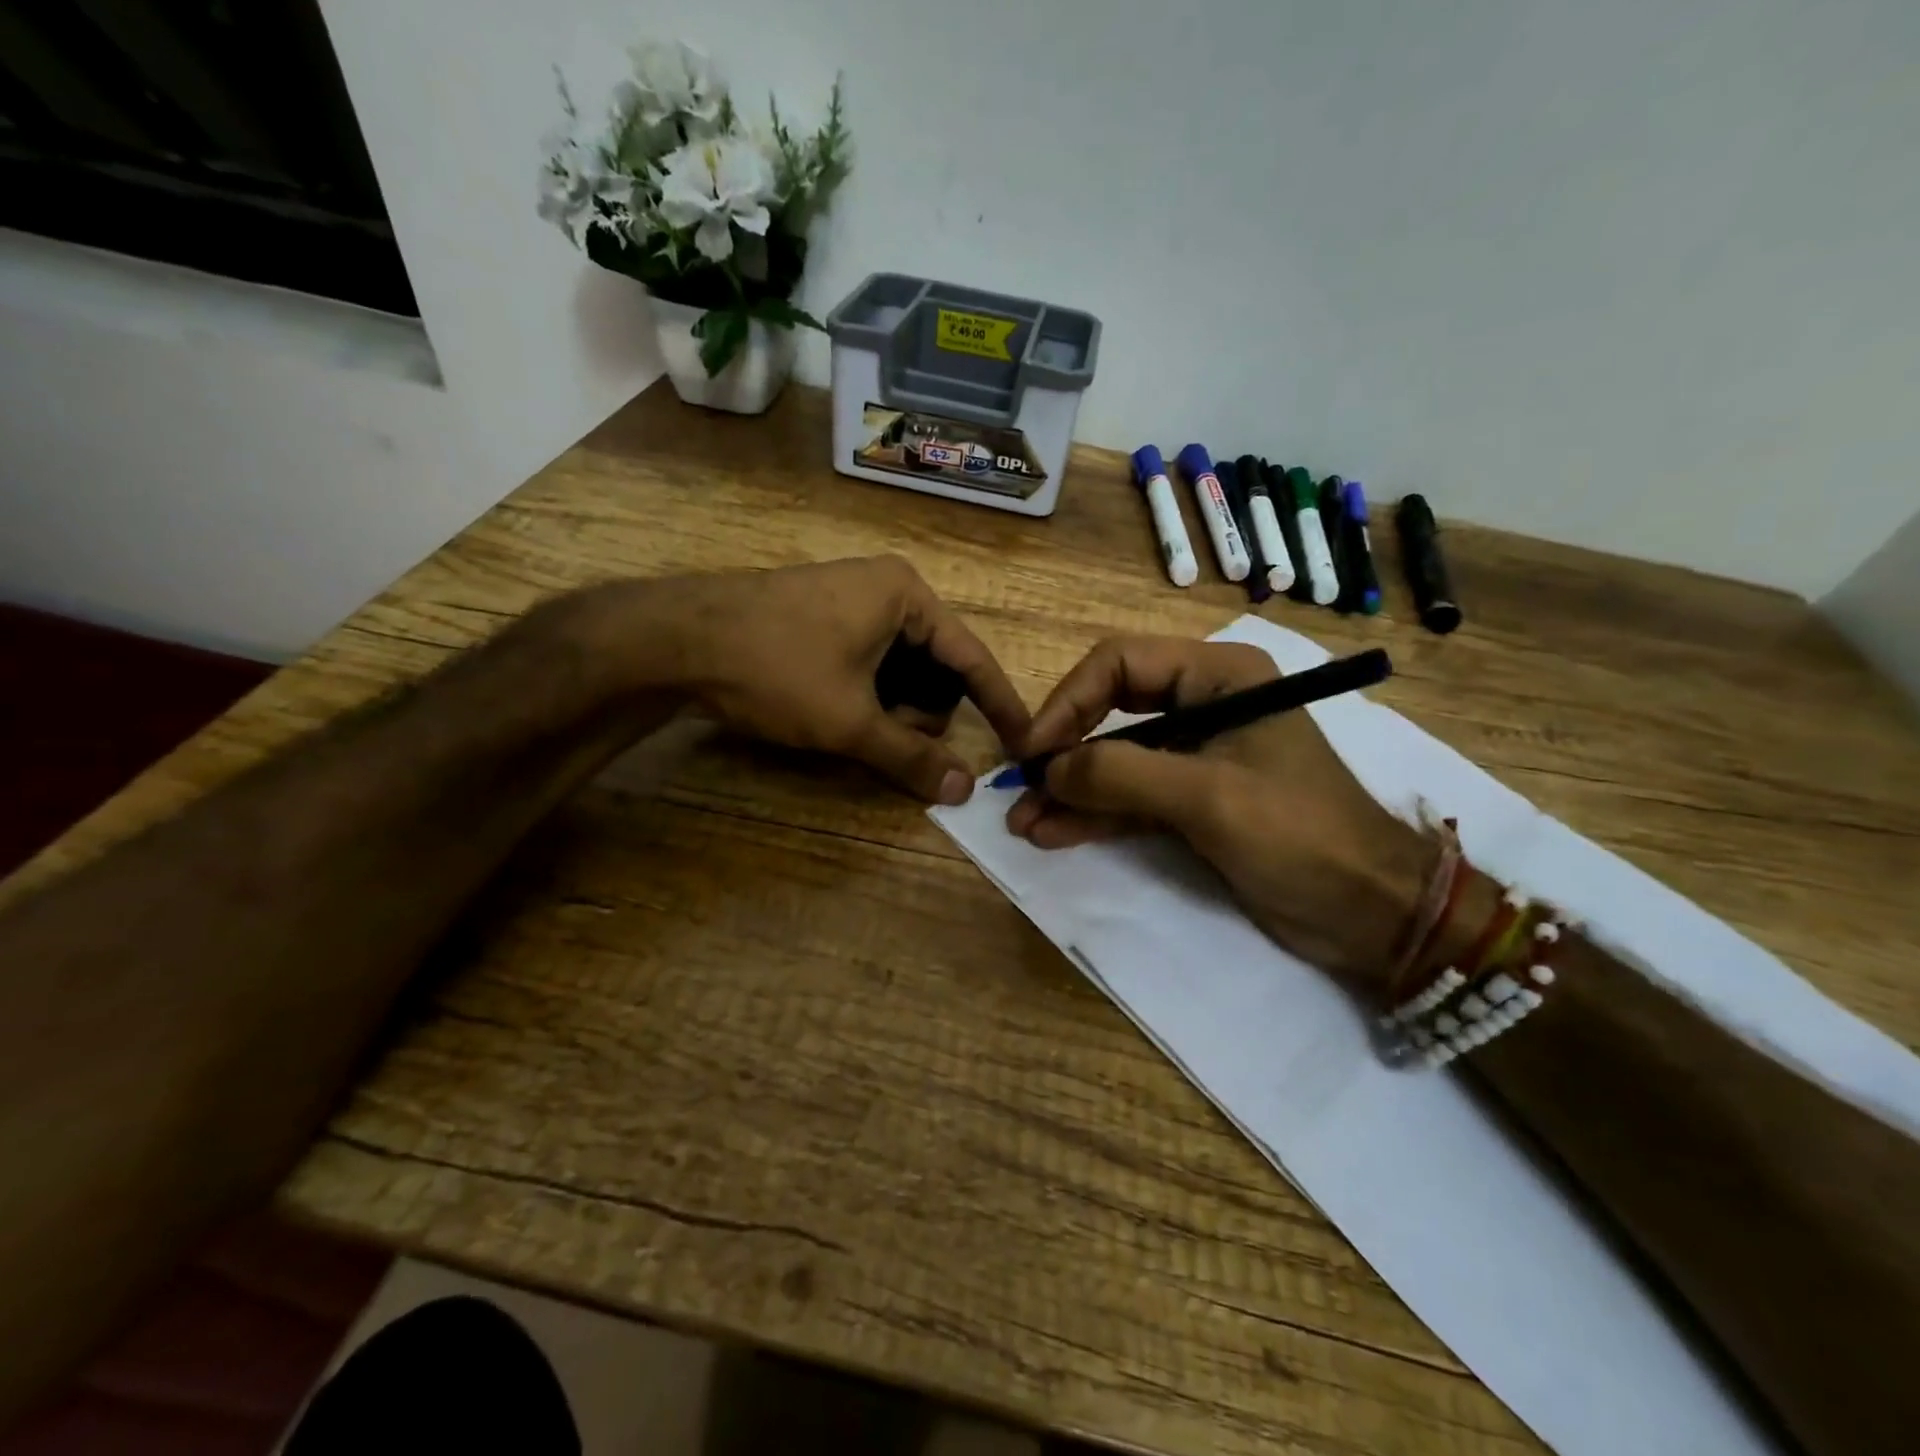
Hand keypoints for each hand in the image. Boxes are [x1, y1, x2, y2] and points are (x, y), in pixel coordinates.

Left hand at [588, 556, 1029, 804]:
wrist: (675, 639)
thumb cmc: (777, 669)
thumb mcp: (850, 720)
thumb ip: (910, 758)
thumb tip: (963, 792)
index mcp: (908, 596)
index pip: (973, 658)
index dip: (999, 705)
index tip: (1023, 743)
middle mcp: (887, 588)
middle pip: (936, 666)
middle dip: (922, 712)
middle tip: (887, 739)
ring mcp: (852, 599)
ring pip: (901, 668)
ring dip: (892, 708)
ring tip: (855, 727)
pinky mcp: (823, 616)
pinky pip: (870, 661)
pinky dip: (868, 694)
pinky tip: (837, 711)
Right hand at [1006, 636, 1434, 990]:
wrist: (1373, 913)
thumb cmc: (1301, 836)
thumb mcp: (1209, 797)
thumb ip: (1122, 774)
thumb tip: (1047, 771)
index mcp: (1218, 677)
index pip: (1120, 664)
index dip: (1068, 702)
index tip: (1034, 752)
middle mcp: (1203, 704)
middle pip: (1110, 709)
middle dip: (1064, 749)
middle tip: (1020, 786)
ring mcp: (1196, 756)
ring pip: (1115, 759)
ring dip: (1070, 790)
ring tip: (1024, 823)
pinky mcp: (1192, 802)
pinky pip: (1130, 798)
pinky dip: (1093, 815)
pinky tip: (1053, 833)